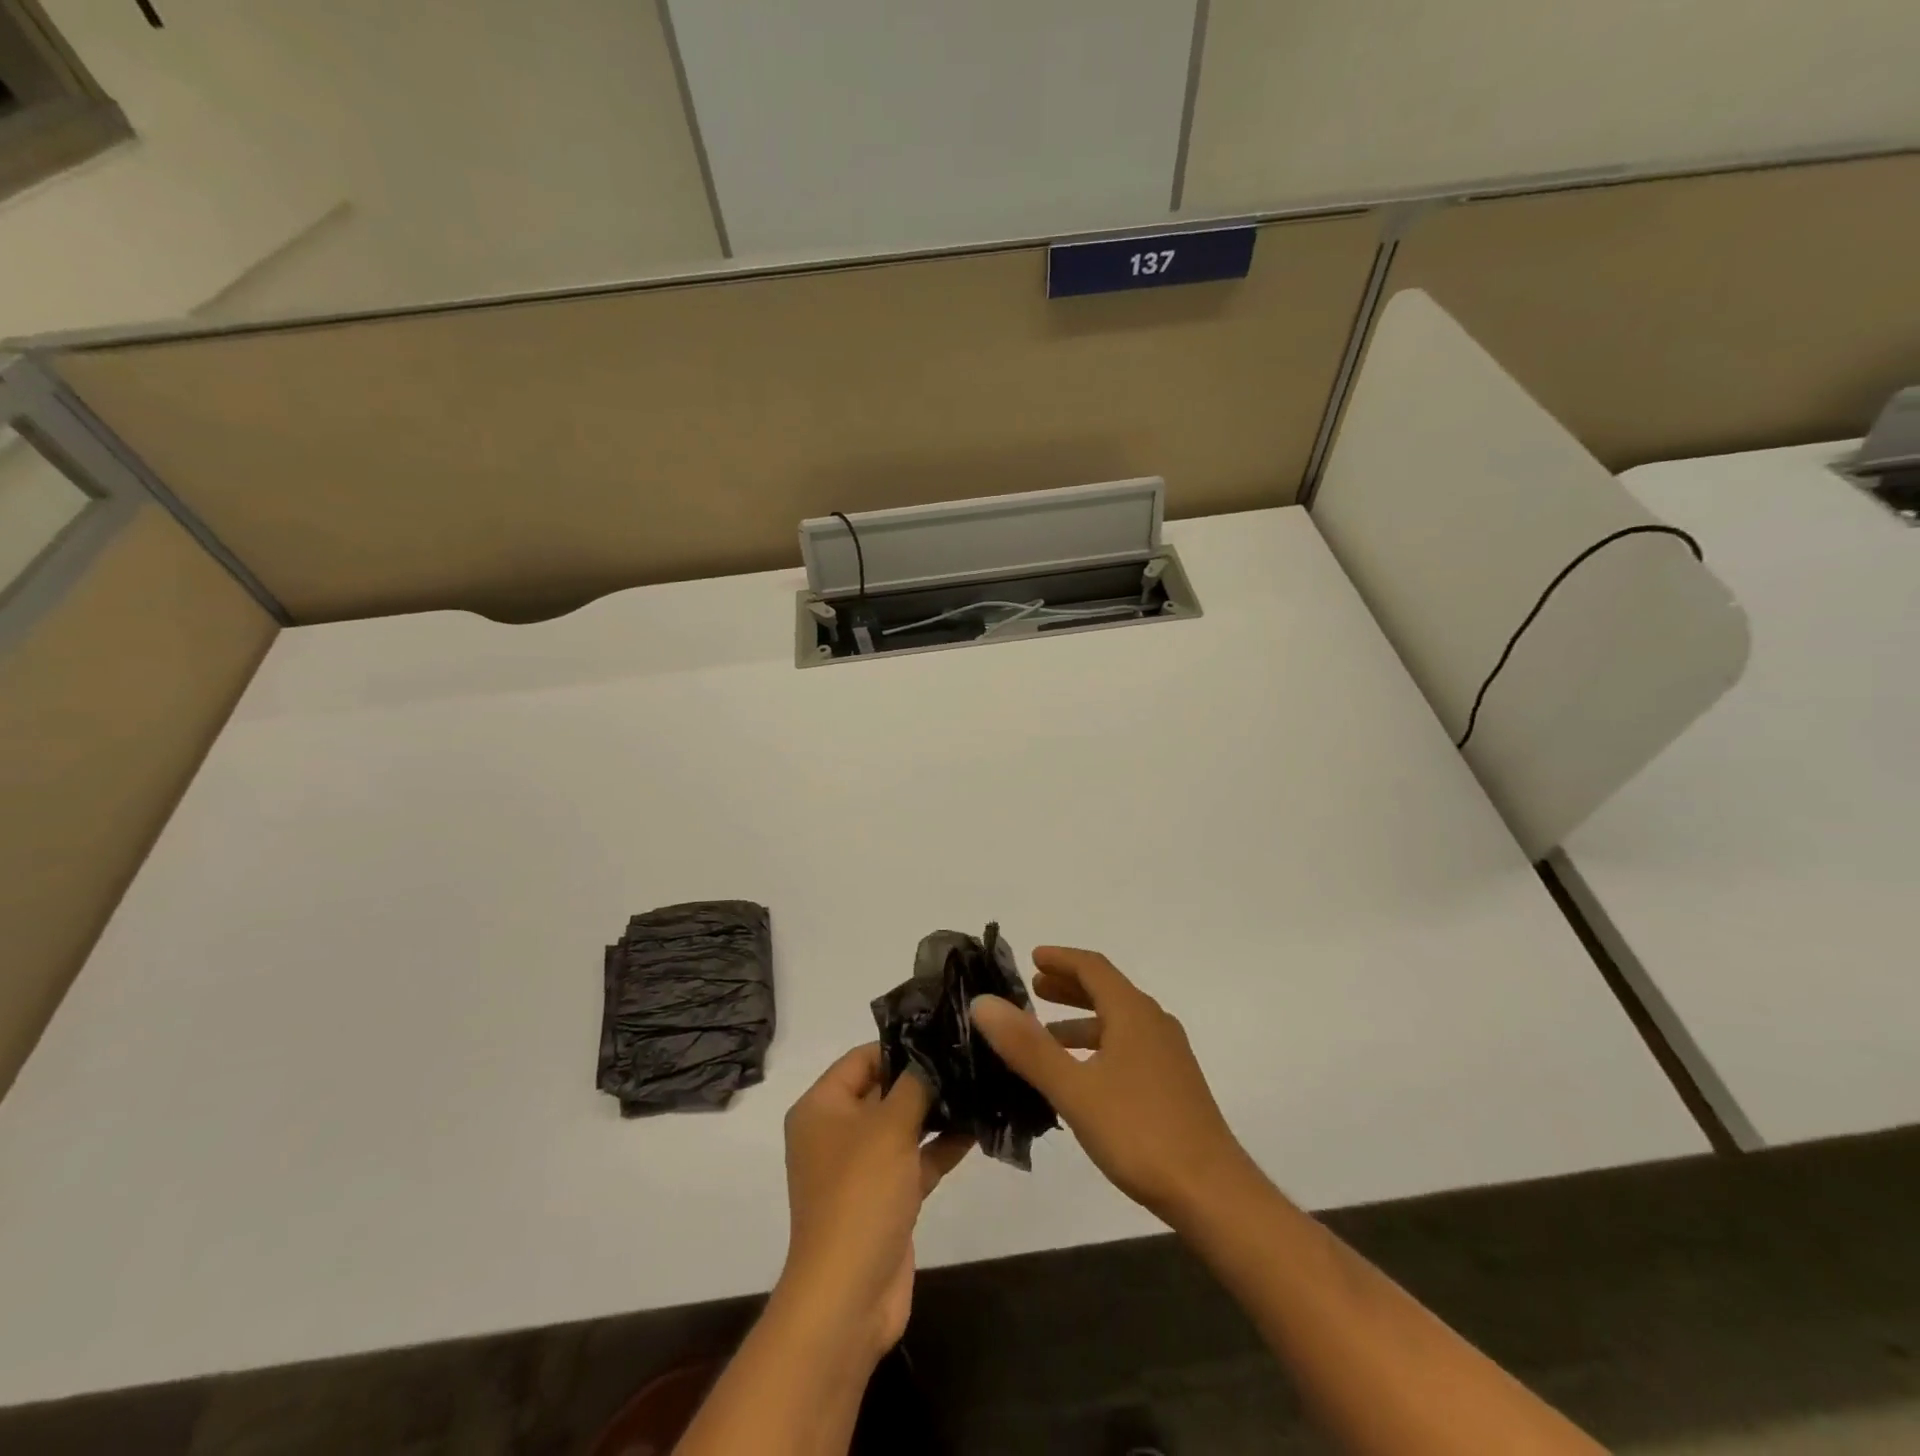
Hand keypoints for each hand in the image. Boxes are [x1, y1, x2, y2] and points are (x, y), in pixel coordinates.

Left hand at [777, 1045, 971, 1359]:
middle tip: (968, 1056)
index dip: (900, 1044)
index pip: (861, 1058)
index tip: (943, 1034)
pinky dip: (941, 1146)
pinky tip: (978, 1127)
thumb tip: (933, 1052)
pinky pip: (915, 1159)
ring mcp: (861, 1167)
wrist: (849, 1297)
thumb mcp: (889, 1127)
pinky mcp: (885, 1198)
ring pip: (903, 1125)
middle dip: (924, 1077)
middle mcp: (836, 1132)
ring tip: (981, 1085)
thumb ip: (915, 1083)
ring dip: (938, 1111)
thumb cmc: (860, 1195)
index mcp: (821, 1108)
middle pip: (884, 1089)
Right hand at [970, 946, 1257, 1227]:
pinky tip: (1081, 1077)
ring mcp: (1168, 1055)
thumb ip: (1028, 1046)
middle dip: (1069, 986)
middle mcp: (1154, 1024)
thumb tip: (984, 1002)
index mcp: (1133, 1013)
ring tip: (1047, 1035)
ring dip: (1081, 1020)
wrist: (1213, 1193)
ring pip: (1118, 1022)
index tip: (1032, 957)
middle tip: (1034, 988)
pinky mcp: (1173, 1085)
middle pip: (1107, 990)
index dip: (1061, 958)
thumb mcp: (1074, 1089)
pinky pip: (1128, 1047)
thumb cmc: (1139, 1132)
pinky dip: (1098, 1047)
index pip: (1093, 967)